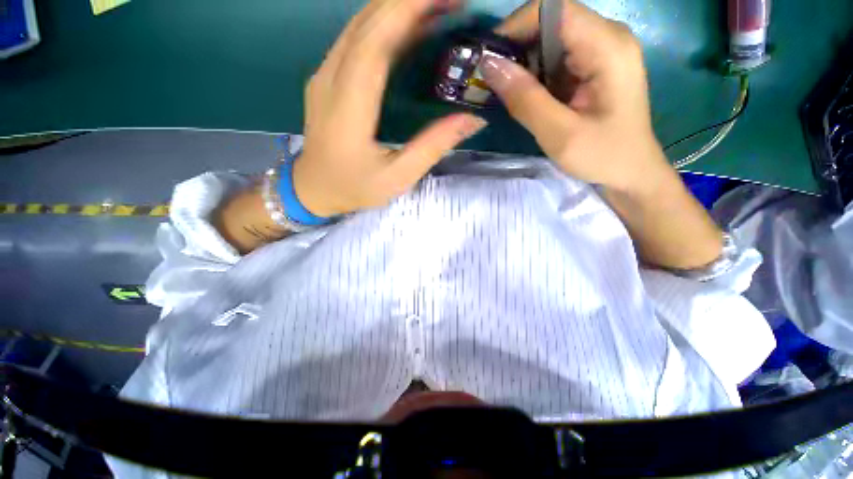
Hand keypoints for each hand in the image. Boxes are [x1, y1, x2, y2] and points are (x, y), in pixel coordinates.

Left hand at [293, 0, 487, 217]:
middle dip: (410, 1)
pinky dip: (383, 25)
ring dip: (397, 8)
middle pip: (367, 21)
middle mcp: (330, 78)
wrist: (312, 189)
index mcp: (349, 105)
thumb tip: (471, 118)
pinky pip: (354, 39)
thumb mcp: (398, 177)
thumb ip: (432, 147)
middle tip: (453, 3)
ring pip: (359, 24)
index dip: (409, 9)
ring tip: (437, 10)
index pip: (376, 40)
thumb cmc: (355, 187)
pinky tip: (407, 29)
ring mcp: (324, 74)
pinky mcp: (326, 77)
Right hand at [484, 0, 671, 192]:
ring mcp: (600, 51)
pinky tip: (525, 97)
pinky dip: (534, 75)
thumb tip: (489, 65)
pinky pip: (555, 59)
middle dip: (515, 49)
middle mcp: (606, 37)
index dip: (515, 27)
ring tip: (506, 94)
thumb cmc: (603, 156)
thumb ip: (525, 100)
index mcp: (607, 47)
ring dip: (523, 64)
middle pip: (549, 22)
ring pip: (549, 41)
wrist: (631, 172)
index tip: (489, 60)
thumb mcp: (560, 134)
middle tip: (492, 83)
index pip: (552, 9)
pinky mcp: (592, 67)